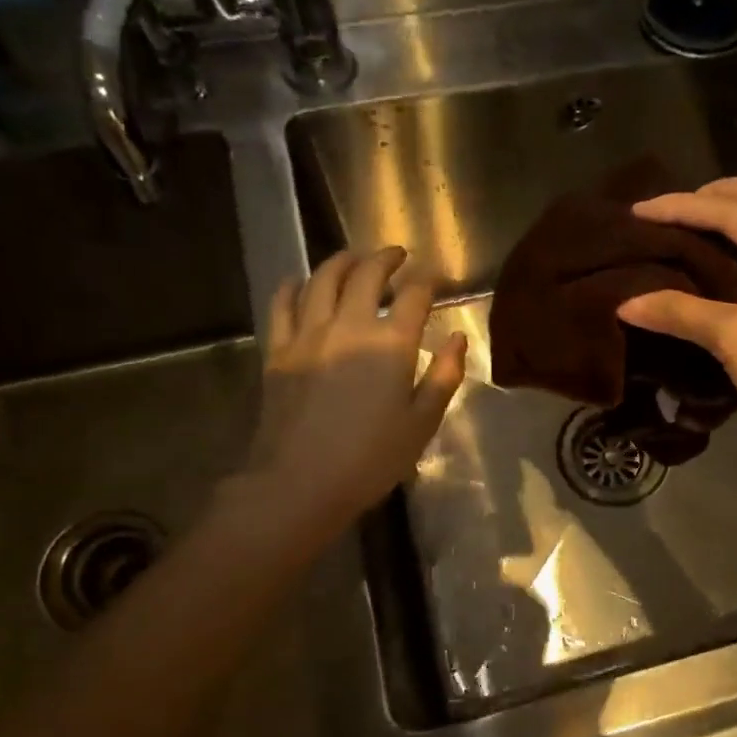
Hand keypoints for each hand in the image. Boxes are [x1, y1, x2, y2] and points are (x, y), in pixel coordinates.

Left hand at [234, 247, 466, 535]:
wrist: (300, 481)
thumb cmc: (371, 458)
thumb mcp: (423, 422)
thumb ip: (445, 375)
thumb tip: (457, 338)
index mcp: (391, 344)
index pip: (414, 296)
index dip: (428, 281)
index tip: (435, 279)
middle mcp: (350, 325)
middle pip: (367, 274)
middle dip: (385, 258)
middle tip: (397, 254)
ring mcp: (308, 333)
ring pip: (323, 279)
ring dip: (342, 261)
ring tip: (354, 258)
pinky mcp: (279, 349)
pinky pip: (282, 303)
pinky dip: (294, 286)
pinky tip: (301, 282)